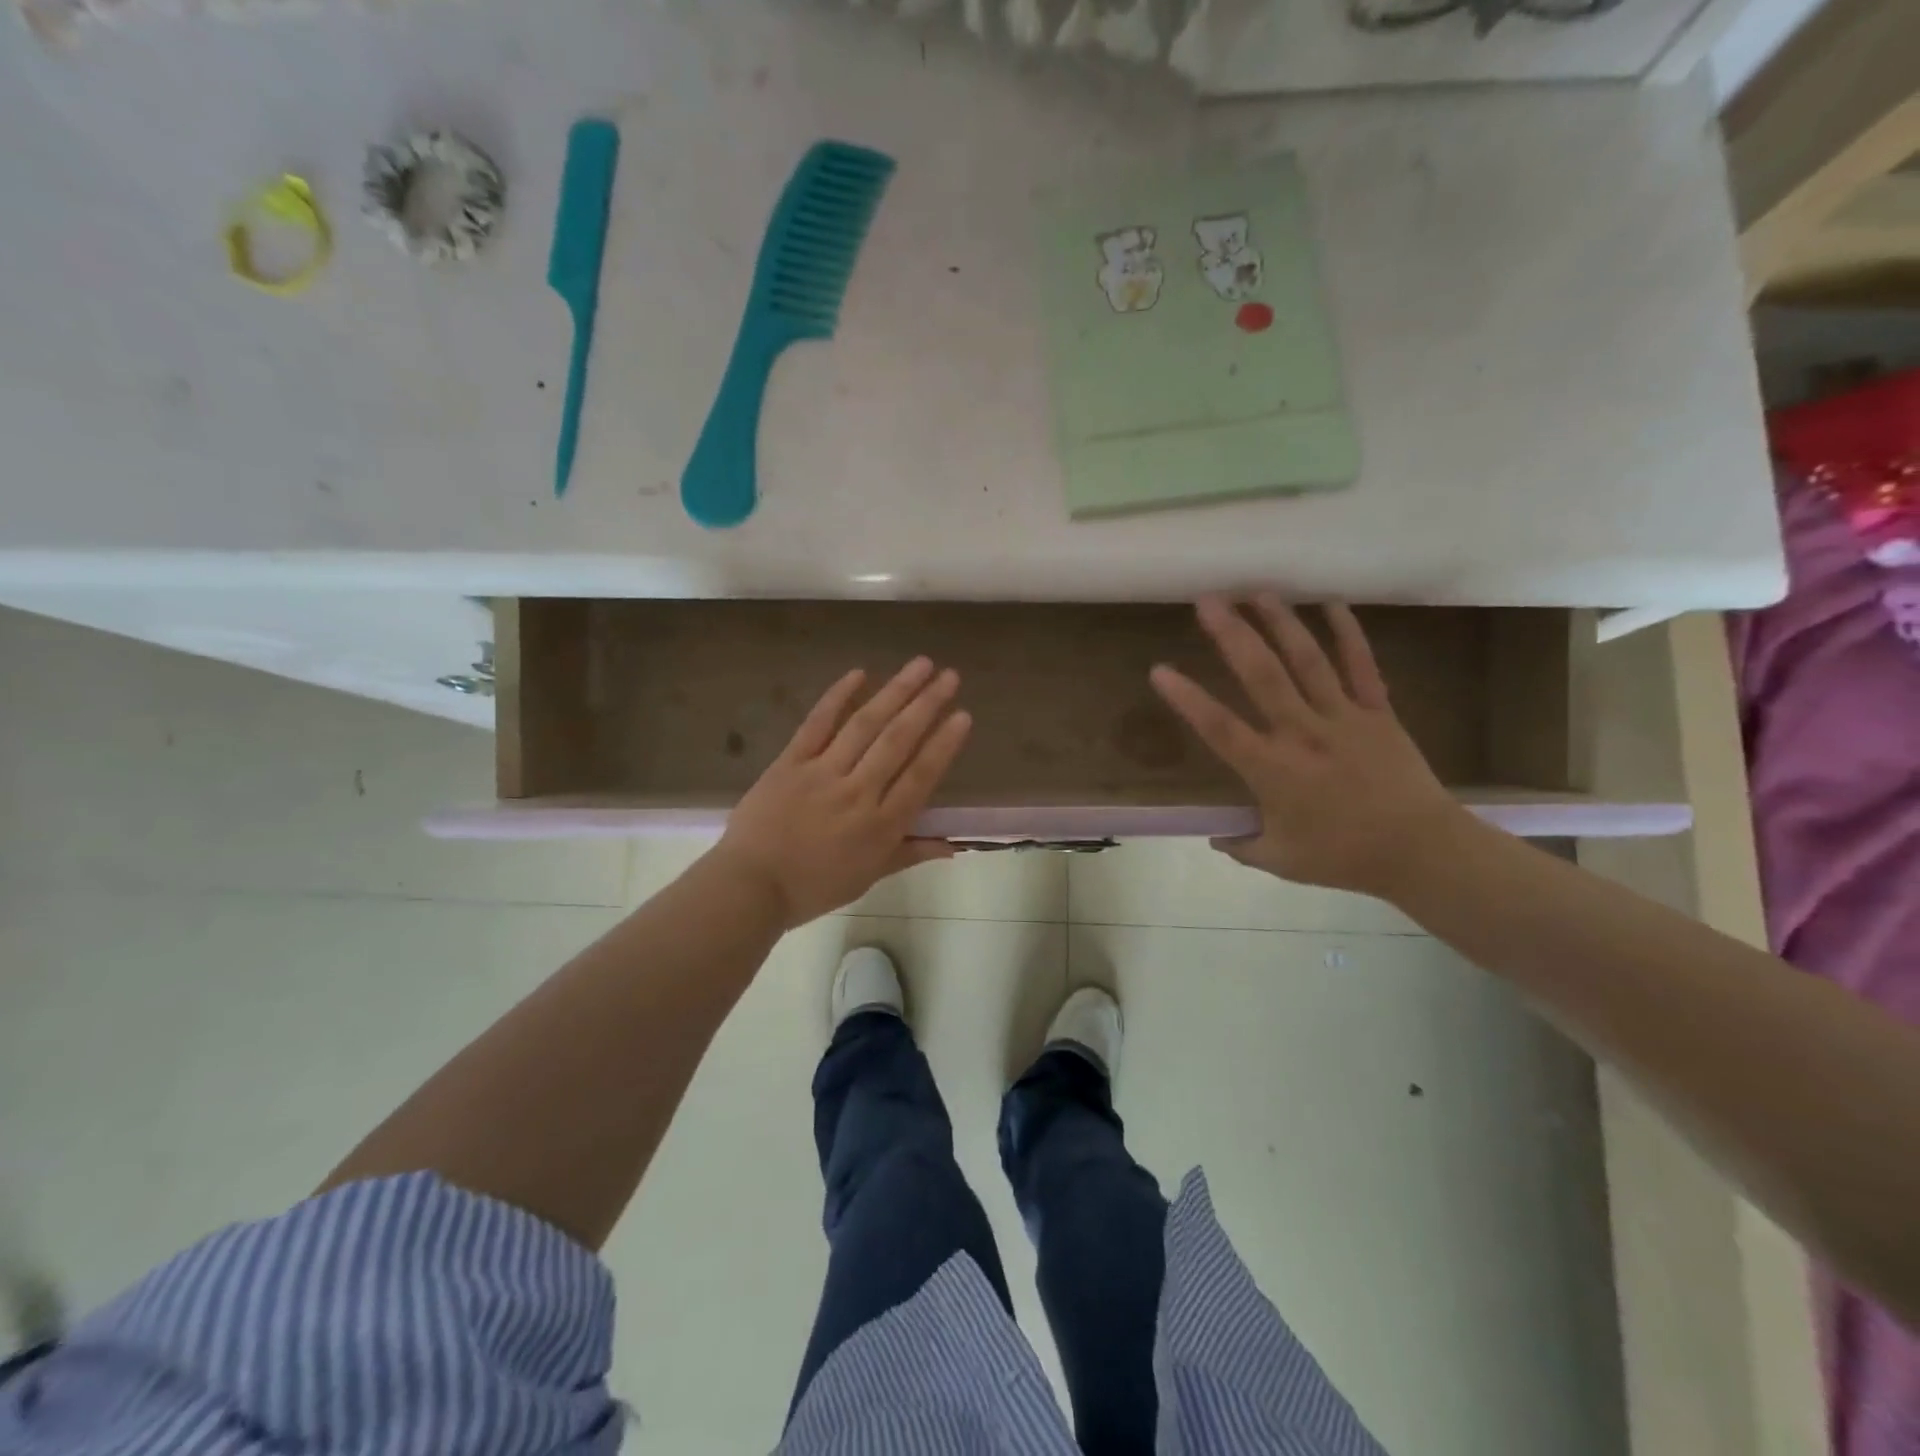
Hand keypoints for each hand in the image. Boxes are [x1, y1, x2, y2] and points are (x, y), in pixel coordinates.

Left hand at [711, 657, 971, 928]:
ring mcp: (822, 772)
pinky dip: (838, 696)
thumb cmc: (813, 887)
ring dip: (895, 692)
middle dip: (927, 705)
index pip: (920, 777)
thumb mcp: (868, 877)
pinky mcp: (791, 761)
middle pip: (897, 741)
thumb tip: (953, 847)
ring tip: (920, 665)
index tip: (963, 715)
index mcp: (880, 826)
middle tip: (950, 676)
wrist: (750, 886)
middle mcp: (857, 792)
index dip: (943, 744)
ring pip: (865, 725)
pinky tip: (860, 673)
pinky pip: (817, 723)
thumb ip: (910, 854)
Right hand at [1149, 595, 1468, 897]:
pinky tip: (1331, 604)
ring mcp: (1343, 718)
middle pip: (1262, 676)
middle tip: (1208, 601)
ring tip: (1256, 592)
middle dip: (1232, 635)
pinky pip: (1361, 666)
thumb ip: (1242, 845)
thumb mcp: (1280, 860)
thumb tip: (1216, 836)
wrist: (1422, 852)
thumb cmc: (1344, 857)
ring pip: (1307, 661)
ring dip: (1281, 623)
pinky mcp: (1378, 712)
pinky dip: (1348, 633)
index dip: (1187, 698)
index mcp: (1273, 770)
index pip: (1219, 727)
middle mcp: (1303, 734)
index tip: (1159, 670)